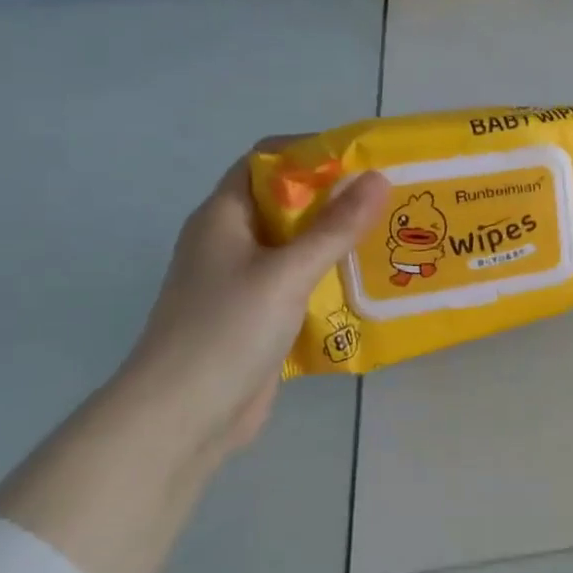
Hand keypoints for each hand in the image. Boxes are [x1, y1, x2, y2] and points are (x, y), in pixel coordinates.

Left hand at [116, 140, 387, 457]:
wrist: (181, 418)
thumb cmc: (226, 332)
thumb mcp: (286, 273)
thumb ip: (334, 228)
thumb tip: (378, 178)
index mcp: (223, 217)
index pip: (266, 161)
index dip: (311, 153)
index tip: (363, 161)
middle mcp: (231, 242)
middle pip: (287, 204)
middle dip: (335, 199)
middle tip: (390, 200)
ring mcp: (243, 282)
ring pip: (297, 246)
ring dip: (337, 241)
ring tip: (391, 238)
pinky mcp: (258, 317)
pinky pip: (300, 284)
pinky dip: (330, 279)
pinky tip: (368, 285)